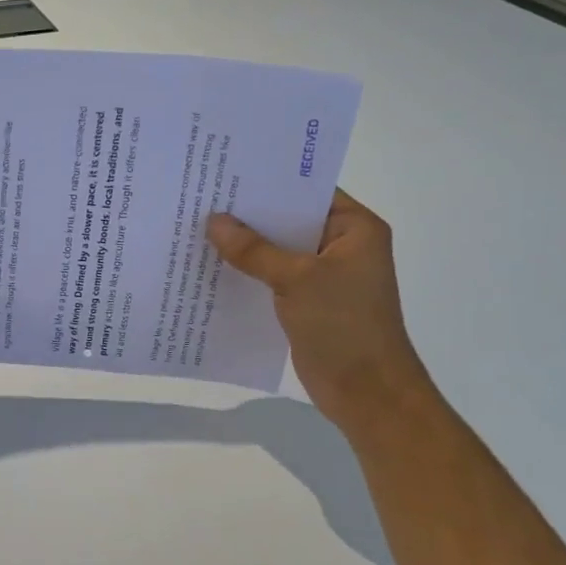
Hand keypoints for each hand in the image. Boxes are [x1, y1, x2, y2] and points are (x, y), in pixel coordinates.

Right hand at [206, 190, 432, 426]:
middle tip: (202, 196)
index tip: (226, 171)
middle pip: (288, 219)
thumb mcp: (297, 279)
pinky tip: (212, 265)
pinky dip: (248, 270)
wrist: (367, 393)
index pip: (308, 190)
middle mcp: (341, 244)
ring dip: (245, 244)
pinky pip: (272, 275)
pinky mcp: (307, 299)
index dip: (268, 180)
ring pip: (277, 249)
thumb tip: (213, 221)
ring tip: (198, 227)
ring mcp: (324, 274)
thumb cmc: (344, 326)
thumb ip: (254, 249)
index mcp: (355, 228)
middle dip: (249, 213)